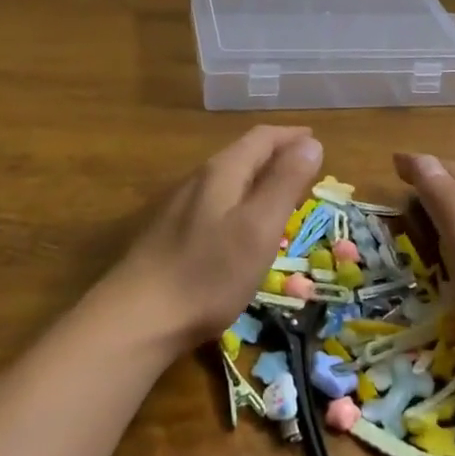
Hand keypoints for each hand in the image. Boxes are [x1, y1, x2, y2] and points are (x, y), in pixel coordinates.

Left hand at [107, 126, 324, 350]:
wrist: (137, 319)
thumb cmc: (208, 273)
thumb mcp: (258, 227)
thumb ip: (285, 183)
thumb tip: (311, 143)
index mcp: (223, 172)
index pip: (262, 138)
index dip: (291, 136)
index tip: (316, 141)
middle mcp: (199, 180)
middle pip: (243, 155)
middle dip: (276, 156)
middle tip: (305, 168)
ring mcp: (180, 207)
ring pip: (228, 180)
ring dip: (258, 179)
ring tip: (281, 194)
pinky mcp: (171, 234)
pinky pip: (216, 204)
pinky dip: (241, 201)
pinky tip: (243, 227)